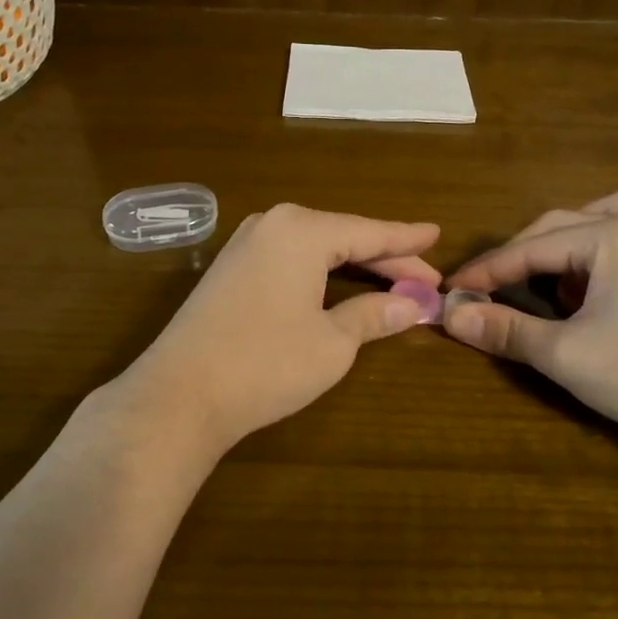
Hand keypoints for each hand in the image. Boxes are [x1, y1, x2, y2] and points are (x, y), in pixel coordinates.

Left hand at [115, 204, 441, 459]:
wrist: (179, 394)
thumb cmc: (266, 364)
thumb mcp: (332, 343)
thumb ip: (374, 315)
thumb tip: (412, 306)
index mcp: (302, 230)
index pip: (369, 232)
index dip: (407, 240)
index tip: (438, 235)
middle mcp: (273, 224)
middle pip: (343, 237)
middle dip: (386, 259)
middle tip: (426, 281)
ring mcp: (245, 244)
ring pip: (316, 247)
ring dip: (354, 266)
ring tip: (393, 281)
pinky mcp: (229, 268)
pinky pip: (290, 258)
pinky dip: (321, 271)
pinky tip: (339, 284)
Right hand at [444, 192, 617, 442]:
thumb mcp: (564, 354)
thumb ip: (505, 330)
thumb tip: (451, 315)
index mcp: (610, 235)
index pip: (531, 248)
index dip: (488, 270)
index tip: (453, 288)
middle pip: (563, 225)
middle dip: (523, 256)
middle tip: (491, 287)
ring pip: (606, 219)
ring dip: (569, 242)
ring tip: (553, 275)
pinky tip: (614, 263)